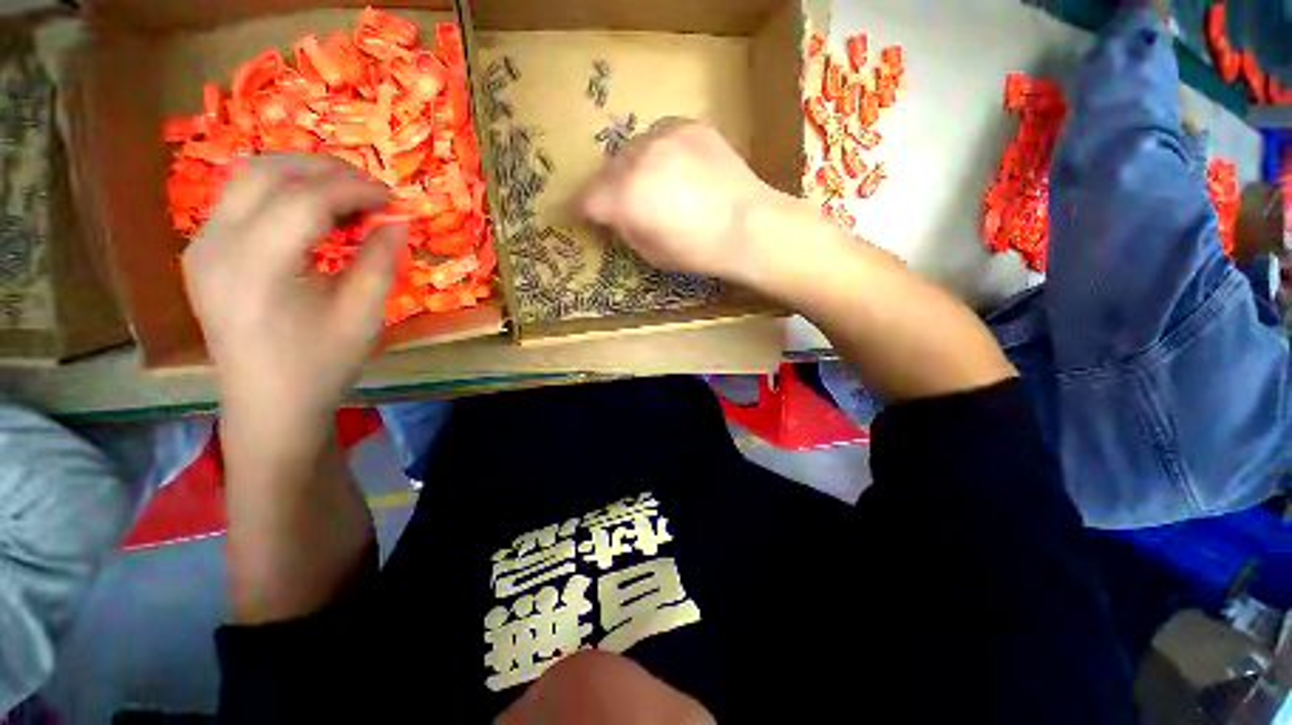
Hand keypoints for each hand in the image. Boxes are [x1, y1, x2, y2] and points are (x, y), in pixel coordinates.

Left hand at [183, 154, 405, 432]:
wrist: (268, 403)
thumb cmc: (320, 365)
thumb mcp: (362, 316)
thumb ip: (379, 262)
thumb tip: (397, 222)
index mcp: (255, 268)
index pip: (304, 199)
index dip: (354, 189)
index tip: (392, 198)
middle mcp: (215, 246)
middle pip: (266, 172)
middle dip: (325, 169)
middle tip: (370, 188)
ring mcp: (201, 245)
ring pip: (248, 178)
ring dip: (302, 175)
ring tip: (346, 196)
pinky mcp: (203, 251)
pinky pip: (242, 200)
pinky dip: (283, 193)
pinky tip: (314, 214)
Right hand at [577, 118, 779, 283]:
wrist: (747, 225)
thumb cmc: (697, 251)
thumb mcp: (651, 253)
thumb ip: (625, 229)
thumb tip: (616, 215)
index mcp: (622, 198)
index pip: (586, 200)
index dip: (584, 211)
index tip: (588, 217)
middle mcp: (634, 159)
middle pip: (606, 172)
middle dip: (609, 190)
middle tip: (624, 204)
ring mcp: (662, 136)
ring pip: (631, 151)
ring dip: (633, 169)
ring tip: (655, 186)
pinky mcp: (687, 125)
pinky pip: (659, 137)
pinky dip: (659, 153)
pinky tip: (678, 170)